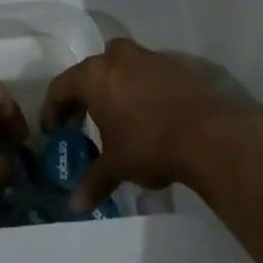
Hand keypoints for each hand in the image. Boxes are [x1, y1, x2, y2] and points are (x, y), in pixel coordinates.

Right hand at [42, 38, 259, 211]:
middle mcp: (118, 58)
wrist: (209, 135)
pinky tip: (150, 112)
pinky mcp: (177, 65)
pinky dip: (143, 88)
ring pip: (122, 65)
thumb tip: (74, 205)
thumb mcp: (117, 166)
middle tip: (83, 120)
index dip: (53, 110)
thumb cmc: (149, 145)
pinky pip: (149, 72)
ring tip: (119, 114)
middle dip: (84, 94)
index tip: (54, 131)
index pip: (61, 87)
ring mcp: (149, 57)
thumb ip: (93, 181)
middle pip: (91, 71)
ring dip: (115, 86)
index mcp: (94, 76)